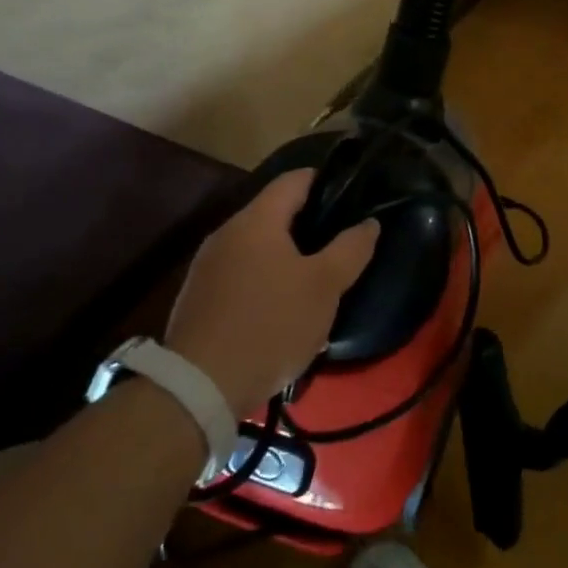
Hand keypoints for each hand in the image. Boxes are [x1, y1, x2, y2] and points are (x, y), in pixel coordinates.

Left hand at [165, 170, 379, 417]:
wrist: (200, 387)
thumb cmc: (271, 324)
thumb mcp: (325, 287)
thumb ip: (351, 248)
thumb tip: (368, 223)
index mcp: (256, 220)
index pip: (295, 179)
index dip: (327, 182)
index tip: (353, 198)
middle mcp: (226, 233)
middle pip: (276, 213)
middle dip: (310, 226)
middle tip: (342, 246)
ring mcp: (207, 266)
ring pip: (258, 248)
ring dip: (288, 258)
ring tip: (317, 282)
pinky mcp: (199, 298)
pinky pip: (242, 275)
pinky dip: (266, 282)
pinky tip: (282, 311)